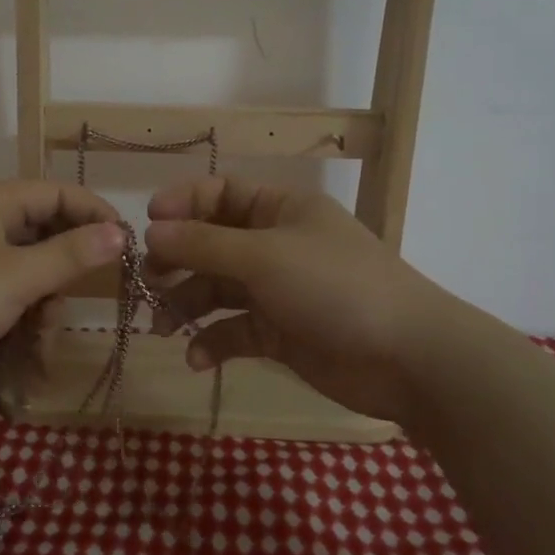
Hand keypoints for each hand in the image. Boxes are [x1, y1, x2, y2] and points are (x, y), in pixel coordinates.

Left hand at [0, 181, 125, 404]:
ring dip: (47, 289)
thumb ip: (70, 255)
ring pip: (23, 263)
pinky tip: (33, 334)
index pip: (56, 193)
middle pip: (40, 228)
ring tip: (57, 320)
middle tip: (98, 283)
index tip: (126, 242)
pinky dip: (21, 307)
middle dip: (70, 256)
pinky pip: (1, 290)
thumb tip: (119, 232)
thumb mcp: (16, 277)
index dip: (94, 212)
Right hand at [144, 177, 459, 433]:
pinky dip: (213, 342)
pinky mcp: (280, 333)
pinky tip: (198, 360)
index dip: (182, 204)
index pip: (221, 194)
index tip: (147, 225)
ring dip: (187, 306)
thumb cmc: (334, 287)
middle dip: (177, 262)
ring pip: (218, 290)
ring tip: (161, 327)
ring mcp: (278, 291)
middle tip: (147, 282)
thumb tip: (151, 231)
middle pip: (211, 244)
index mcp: (280, 210)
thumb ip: (202, 244)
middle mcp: (276, 245)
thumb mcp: (263, 257)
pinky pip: (235, 331)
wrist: (407, 358)